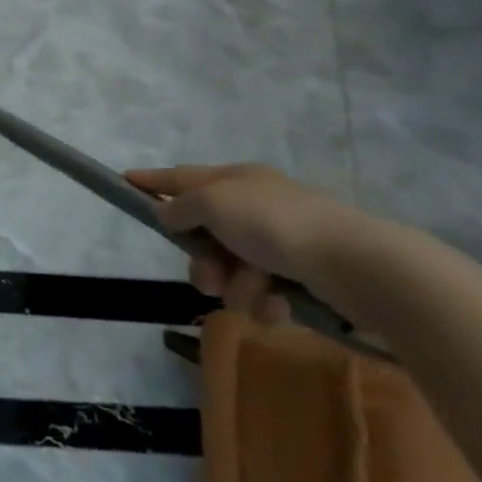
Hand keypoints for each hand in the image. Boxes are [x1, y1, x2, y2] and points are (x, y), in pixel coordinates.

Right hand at [124, 163, 382, 322]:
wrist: (356, 266)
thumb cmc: (275, 224)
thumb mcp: (214, 204)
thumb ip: (182, 207)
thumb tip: (168, 213)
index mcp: (237, 181)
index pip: (182, 177)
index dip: (153, 180)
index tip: (125, 180)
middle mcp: (257, 207)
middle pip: (206, 234)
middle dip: (203, 261)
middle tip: (208, 277)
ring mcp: (282, 243)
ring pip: (232, 269)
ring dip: (234, 285)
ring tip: (254, 293)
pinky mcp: (303, 277)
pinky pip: (263, 291)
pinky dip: (264, 300)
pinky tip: (277, 304)